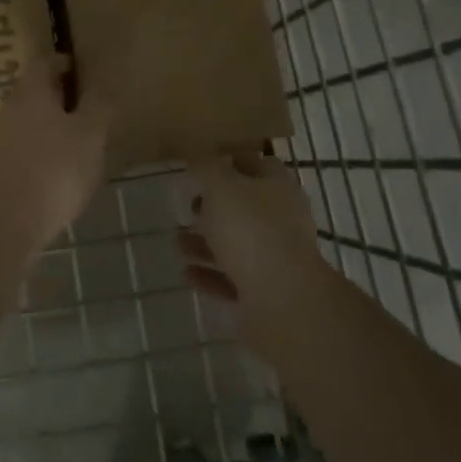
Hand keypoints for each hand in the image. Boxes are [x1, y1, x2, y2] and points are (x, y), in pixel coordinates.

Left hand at [0, 55, 110, 253]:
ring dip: (48, 123)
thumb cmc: (55, 169)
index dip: (63, 62)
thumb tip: (103, 80)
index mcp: (31, 92)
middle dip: (57, 95)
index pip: (44, 62)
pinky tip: (56, 168)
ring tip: (75, 140)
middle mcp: (9, 108)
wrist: (7, 222)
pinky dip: (39, 148)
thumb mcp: (90, 134)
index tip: (82, 70)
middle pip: (33, 90)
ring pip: (26, 119)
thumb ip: (98, 104)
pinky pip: (21, 145)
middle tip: (85, 106)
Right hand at [178, 152, 324, 347]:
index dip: (230, 163)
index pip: (257, 164)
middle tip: (188, 208)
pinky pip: (234, 279)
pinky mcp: (267, 292)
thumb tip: (199, 161)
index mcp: (278, 187)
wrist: (281, 299)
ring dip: (206, 243)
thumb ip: (206, 170)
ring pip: (237, 244)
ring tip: (177, 244)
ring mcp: (277, 258)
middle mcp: (283, 219)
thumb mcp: (220, 186)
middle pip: (245, 207)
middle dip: (213, 208)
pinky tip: (187, 273)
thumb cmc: (250, 229)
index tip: (202, 168)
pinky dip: (210, 275)